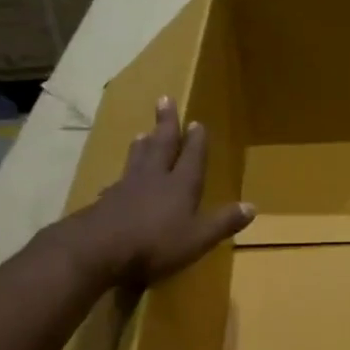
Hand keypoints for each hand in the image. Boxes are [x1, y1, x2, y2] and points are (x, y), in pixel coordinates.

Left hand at [55, 96, 254, 292]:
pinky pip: (118, 181)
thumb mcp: (198, 238)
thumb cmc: (155, 244)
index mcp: (181, 186)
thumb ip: (224, 222)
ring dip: (143, 145)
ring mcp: (126, 188)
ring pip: (137, 158)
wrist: (97, 250)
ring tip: (142, 133)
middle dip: (166, 124)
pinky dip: (122, 175)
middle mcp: (154, 179)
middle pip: (161, 145)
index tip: (197, 122)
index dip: (196, 141)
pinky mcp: (105, 201)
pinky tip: (118, 179)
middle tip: (164, 99)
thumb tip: (252, 206)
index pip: (192, 157)